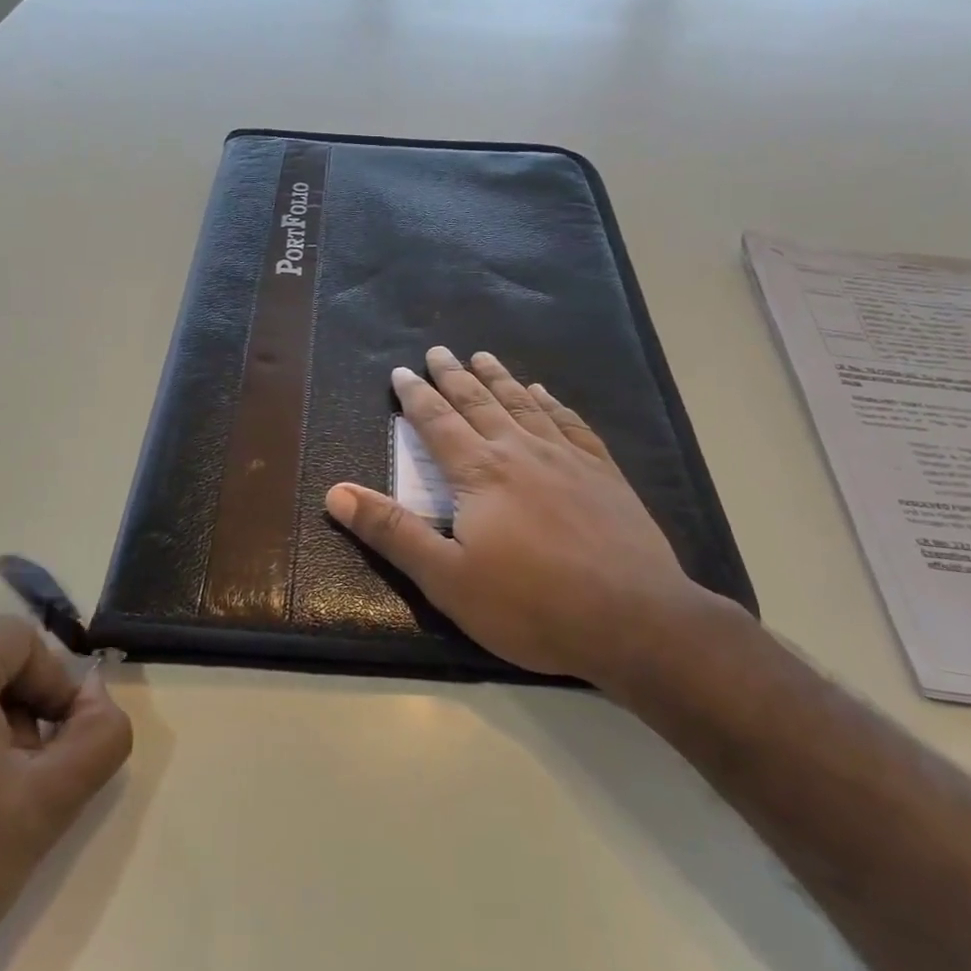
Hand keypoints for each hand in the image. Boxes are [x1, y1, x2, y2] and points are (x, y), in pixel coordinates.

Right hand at [325, 346, 734, 687]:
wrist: (635, 620)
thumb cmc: (531, 605)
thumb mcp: (447, 578)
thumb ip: (392, 532)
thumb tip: (335, 493)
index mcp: (479, 473)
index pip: (437, 422)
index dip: (415, 396)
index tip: (400, 372)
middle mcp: (521, 451)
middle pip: (479, 402)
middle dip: (454, 376)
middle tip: (438, 351)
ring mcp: (568, 458)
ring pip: (524, 404)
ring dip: (500, 379)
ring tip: (483, 357)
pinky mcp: (604, 473)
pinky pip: (571, 424)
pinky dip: (553, 404)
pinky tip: (546, 394)